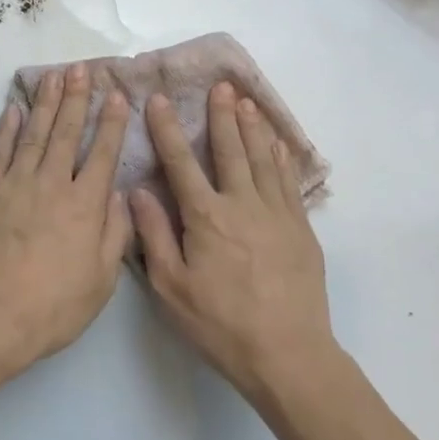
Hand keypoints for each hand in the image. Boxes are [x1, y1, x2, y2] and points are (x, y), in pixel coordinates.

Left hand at [0, 63, 132, 379]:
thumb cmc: (52, 307)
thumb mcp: (100, 281)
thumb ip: (114, 233)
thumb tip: (118, 193)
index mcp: (85, 206)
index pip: (104, 154)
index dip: (112, 123)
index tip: (118, 96)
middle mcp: (52, 184)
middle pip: (67, 132)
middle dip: (77, 98)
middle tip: (82, 68)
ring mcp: (15, 184)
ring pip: (35, 133)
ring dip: (46, 102)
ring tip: (54, 76)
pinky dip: (7, 128)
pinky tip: (14, 109)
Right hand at [131, 81, 331, 402]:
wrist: (288, 354)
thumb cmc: (221, 324)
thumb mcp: (172, 287)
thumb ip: (154, 235)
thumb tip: (137, 190)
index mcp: (206, 217)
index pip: (181, 162)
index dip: (167, 128)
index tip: (158, 100)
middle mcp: (242, 204)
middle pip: (230, 150)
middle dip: (221, 116)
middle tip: (219, 85)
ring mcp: (277, 214)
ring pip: (262, 159)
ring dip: (252, 128)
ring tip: (246, 101)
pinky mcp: (301, 229)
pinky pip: (288, 182)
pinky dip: (280, 158)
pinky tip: (277, 144)